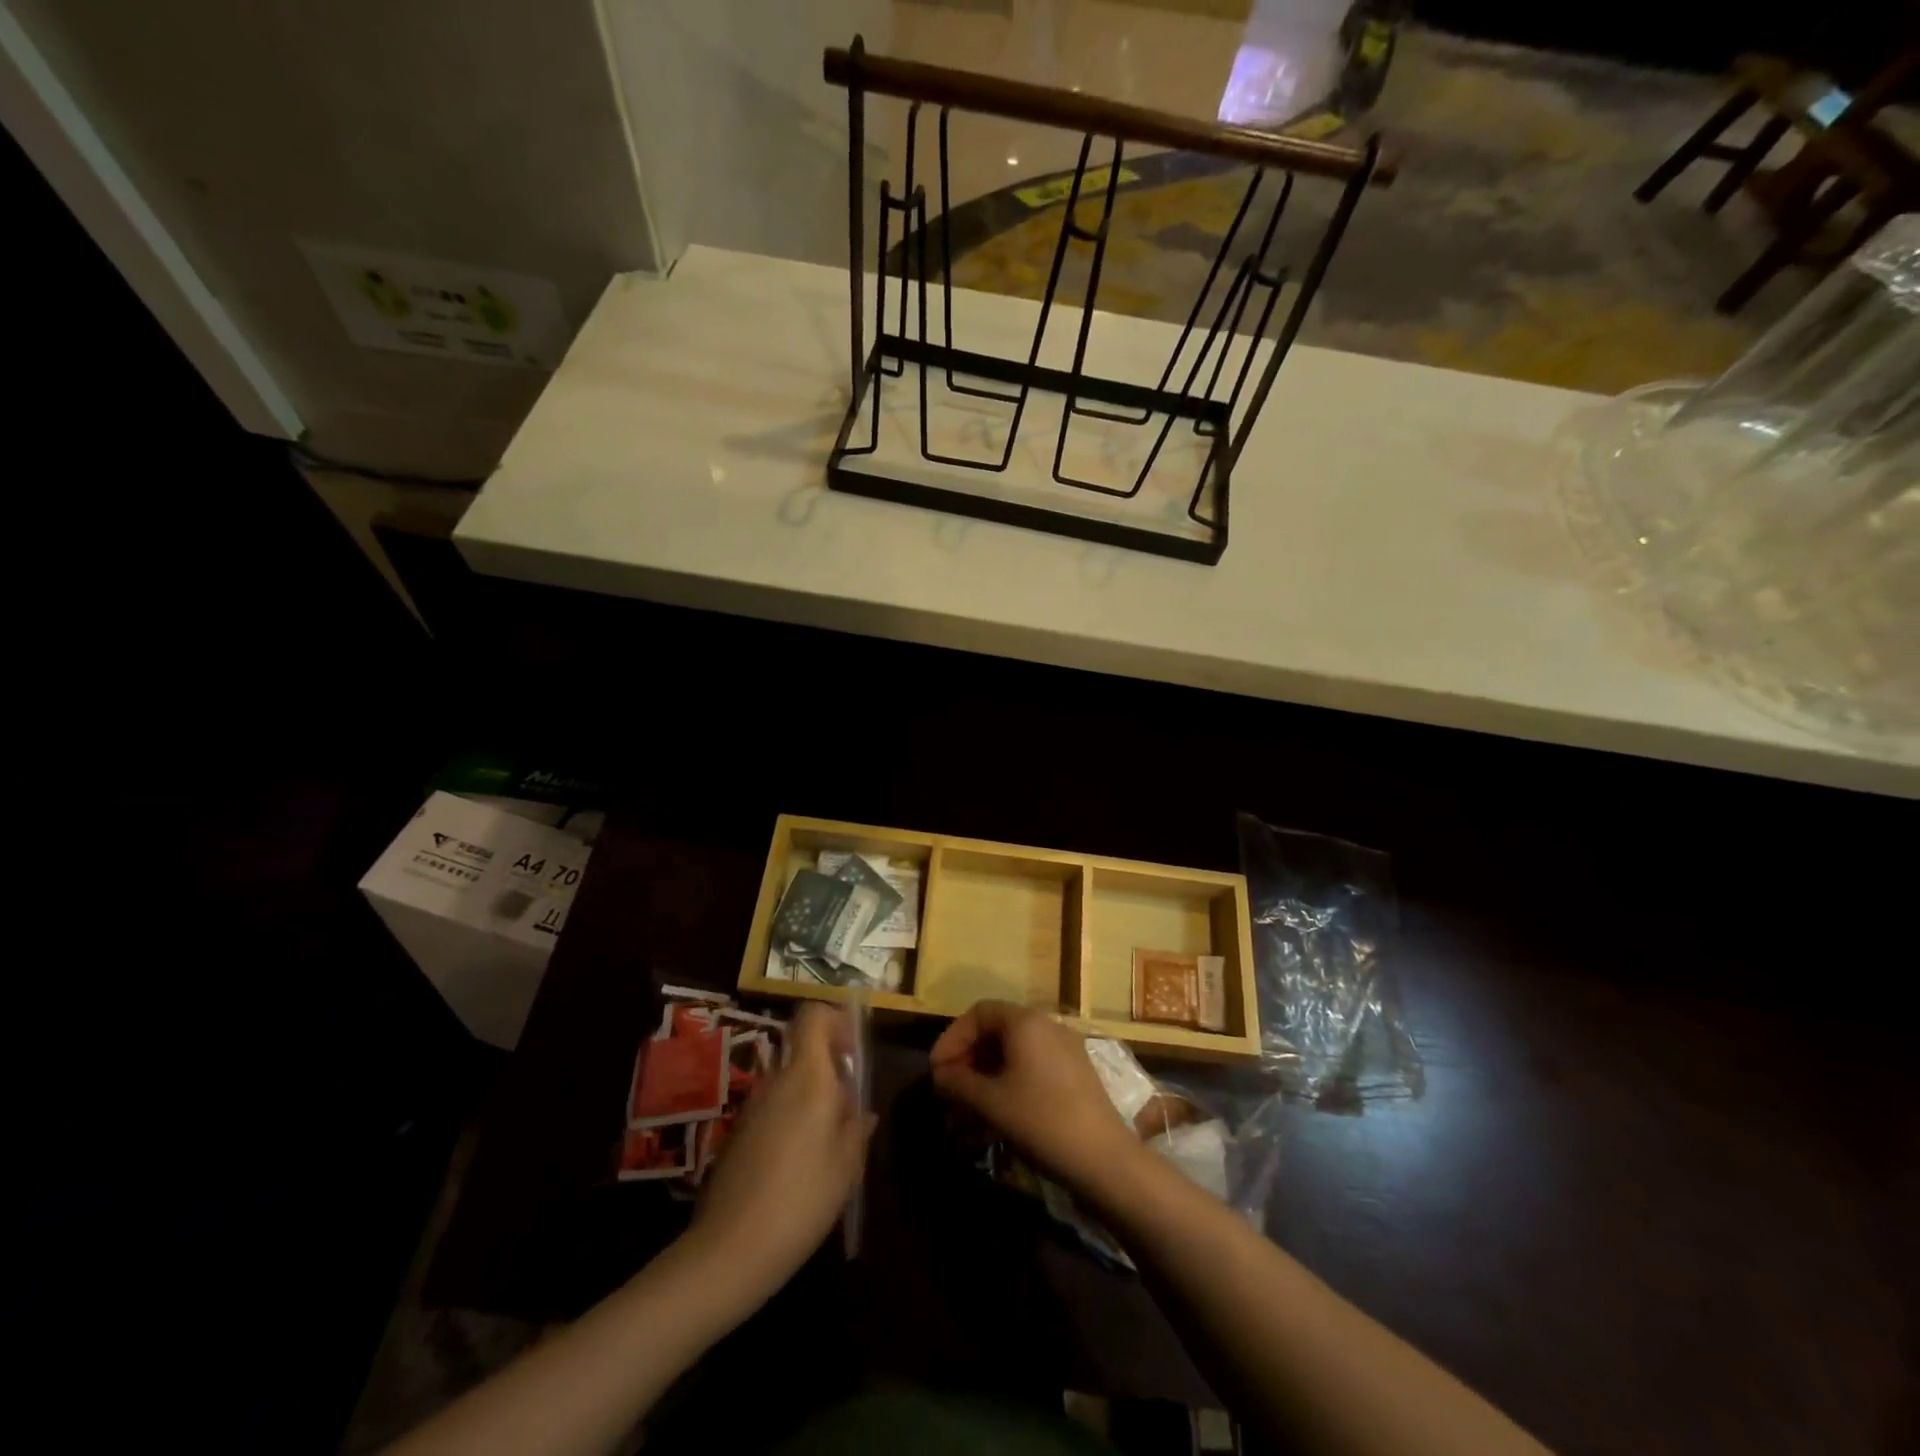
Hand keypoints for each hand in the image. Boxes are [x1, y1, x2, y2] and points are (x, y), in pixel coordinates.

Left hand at [687, 1003, 874, 1299]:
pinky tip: (801, 1166)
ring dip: (813, 1098)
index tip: (854, 1049)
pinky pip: (774, 1108)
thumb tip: (860, 1110)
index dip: (835, 1019)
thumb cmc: (801, 1200)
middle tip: (850, 1109)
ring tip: (830, 1144)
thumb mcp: (847, 1166)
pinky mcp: (739, 1133)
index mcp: (807, 1077)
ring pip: (790, 1082)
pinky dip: (793, 1120)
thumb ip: (856, 1127)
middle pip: (804, 1051)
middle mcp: (777, 1080)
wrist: (729, 1251)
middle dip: (831, 1069)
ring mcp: (754, 1106)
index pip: (812, 1016)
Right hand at [929, 1000, 1138, 1194]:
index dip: (953, 1038)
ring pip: (1015, 1049)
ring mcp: (1065, 1047)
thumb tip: (940, 1075)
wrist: (1104, 1158)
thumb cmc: (1040, 1120)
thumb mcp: (991, 1103)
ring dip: (988, 1072)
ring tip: (971, 1105)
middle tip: (951, 1088)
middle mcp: (1046, 1024)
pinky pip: (1033, 1064)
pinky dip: (1010, 1079)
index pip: (978, 1013)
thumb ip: (959, 1083)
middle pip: (997, 1029)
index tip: (937, 1070)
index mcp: (1025, 1021)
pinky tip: (1000, 1110)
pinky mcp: (1076, 1071)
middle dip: (969, 1057)